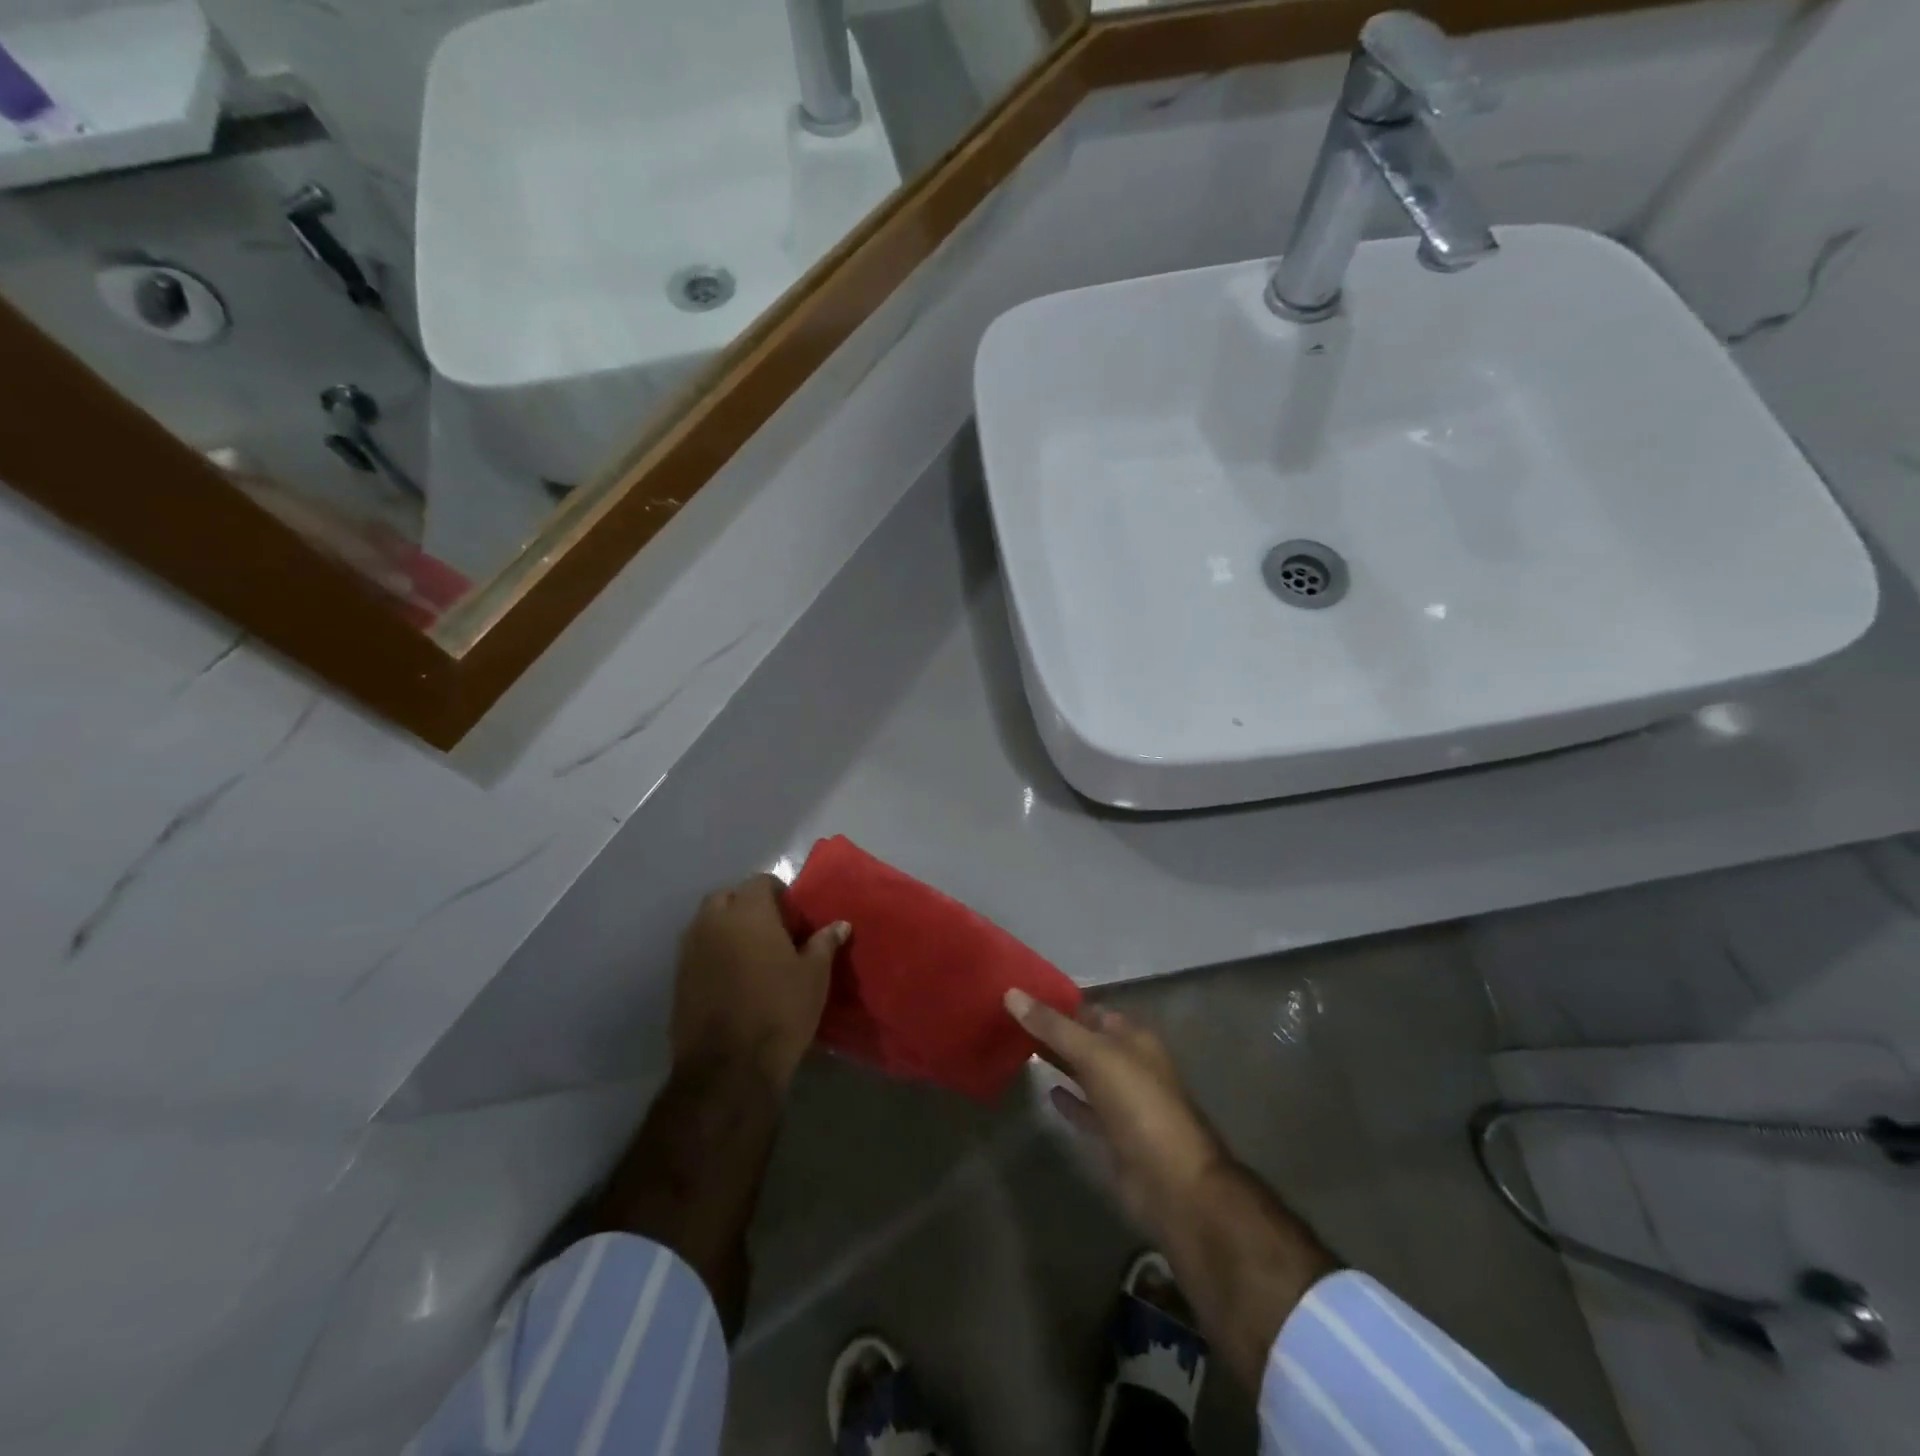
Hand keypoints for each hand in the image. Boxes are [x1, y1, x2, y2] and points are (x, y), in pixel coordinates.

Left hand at [672, 875, 848, 1089]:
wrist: (728, 1068)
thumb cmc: (780, 1011)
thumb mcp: (814, 975)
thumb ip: (824, 943)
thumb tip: (839, 924)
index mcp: (748, 911)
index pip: (761, 882)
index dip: (780, 895)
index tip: (795, 919)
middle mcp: (713, 922)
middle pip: (728, 898)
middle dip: (748, 907)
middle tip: (773, 933)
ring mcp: (690, 950)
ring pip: (709, 924)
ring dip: (728, 930)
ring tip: (754, 957)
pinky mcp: (678, 979)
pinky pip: (699, 951)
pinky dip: (714, 954)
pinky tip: (735, 980)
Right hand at [1005, 988, 1223, 1228]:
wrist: (1172, 1182)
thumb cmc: (1138, 1104)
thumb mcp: (1094, 1055)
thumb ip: (1053, 1026)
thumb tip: (1011, 993)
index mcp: (1133, 1037)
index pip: (1090, 1009)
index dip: (1058, 1002)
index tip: (1020, 995)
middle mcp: (1129, 1063)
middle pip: (1086, 1040)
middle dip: (1054, 1032)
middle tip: (1010, 1022)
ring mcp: (1124, 1101)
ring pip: (1085, 1073)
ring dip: (1059, 1063)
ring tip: (1018, 1051)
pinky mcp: (1115, 1134)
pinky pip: (1086, 1108)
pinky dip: (1068, 1100)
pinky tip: (1046, 1092)